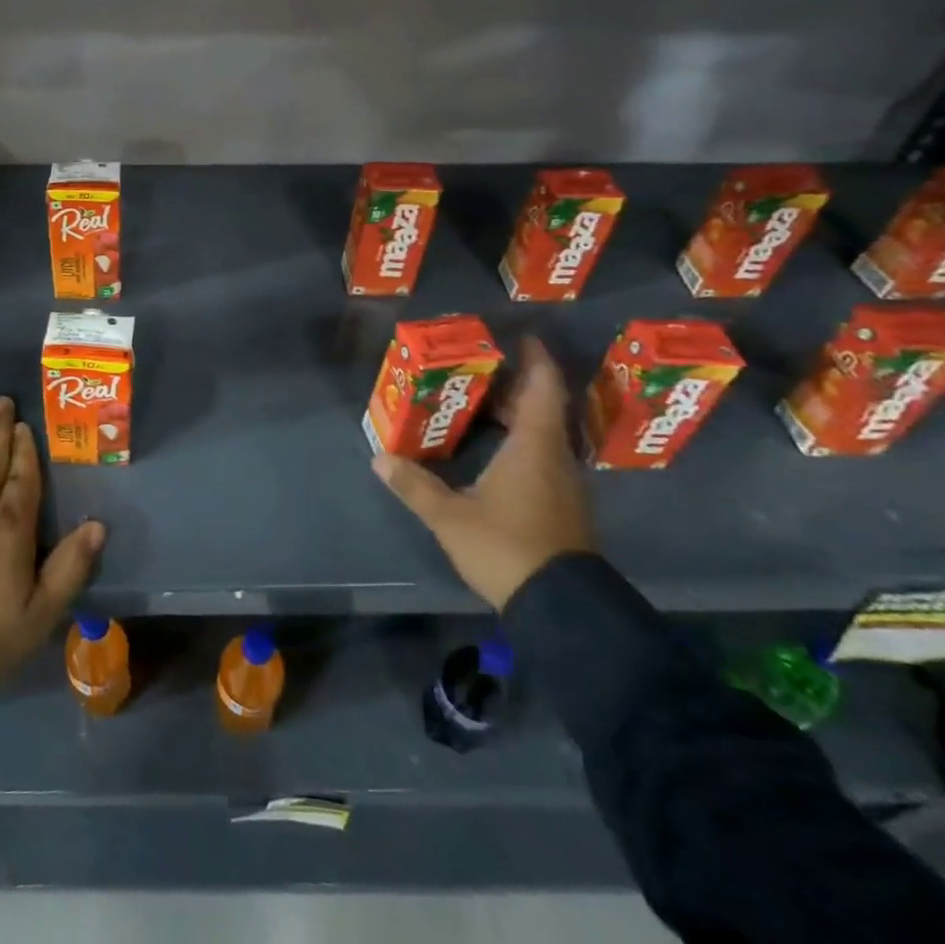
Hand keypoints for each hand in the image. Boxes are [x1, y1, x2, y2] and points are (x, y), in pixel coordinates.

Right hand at [371, 336, 594, 608]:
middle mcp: (556, 457)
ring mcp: (564, 484)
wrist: (561, 606)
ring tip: (481, 405)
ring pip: (545, 434)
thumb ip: (415, 486)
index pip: (543, 388)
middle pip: (542, 408)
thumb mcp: (450, 517)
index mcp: (534, 447)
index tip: (522, 337)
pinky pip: (545, 456)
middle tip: (479, 370)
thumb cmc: (507, 547)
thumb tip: (379, 458)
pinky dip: (523, 442)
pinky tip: (496, 452)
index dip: (536, 359)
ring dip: (519, 416)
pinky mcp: (564, 506)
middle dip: (515, 386)